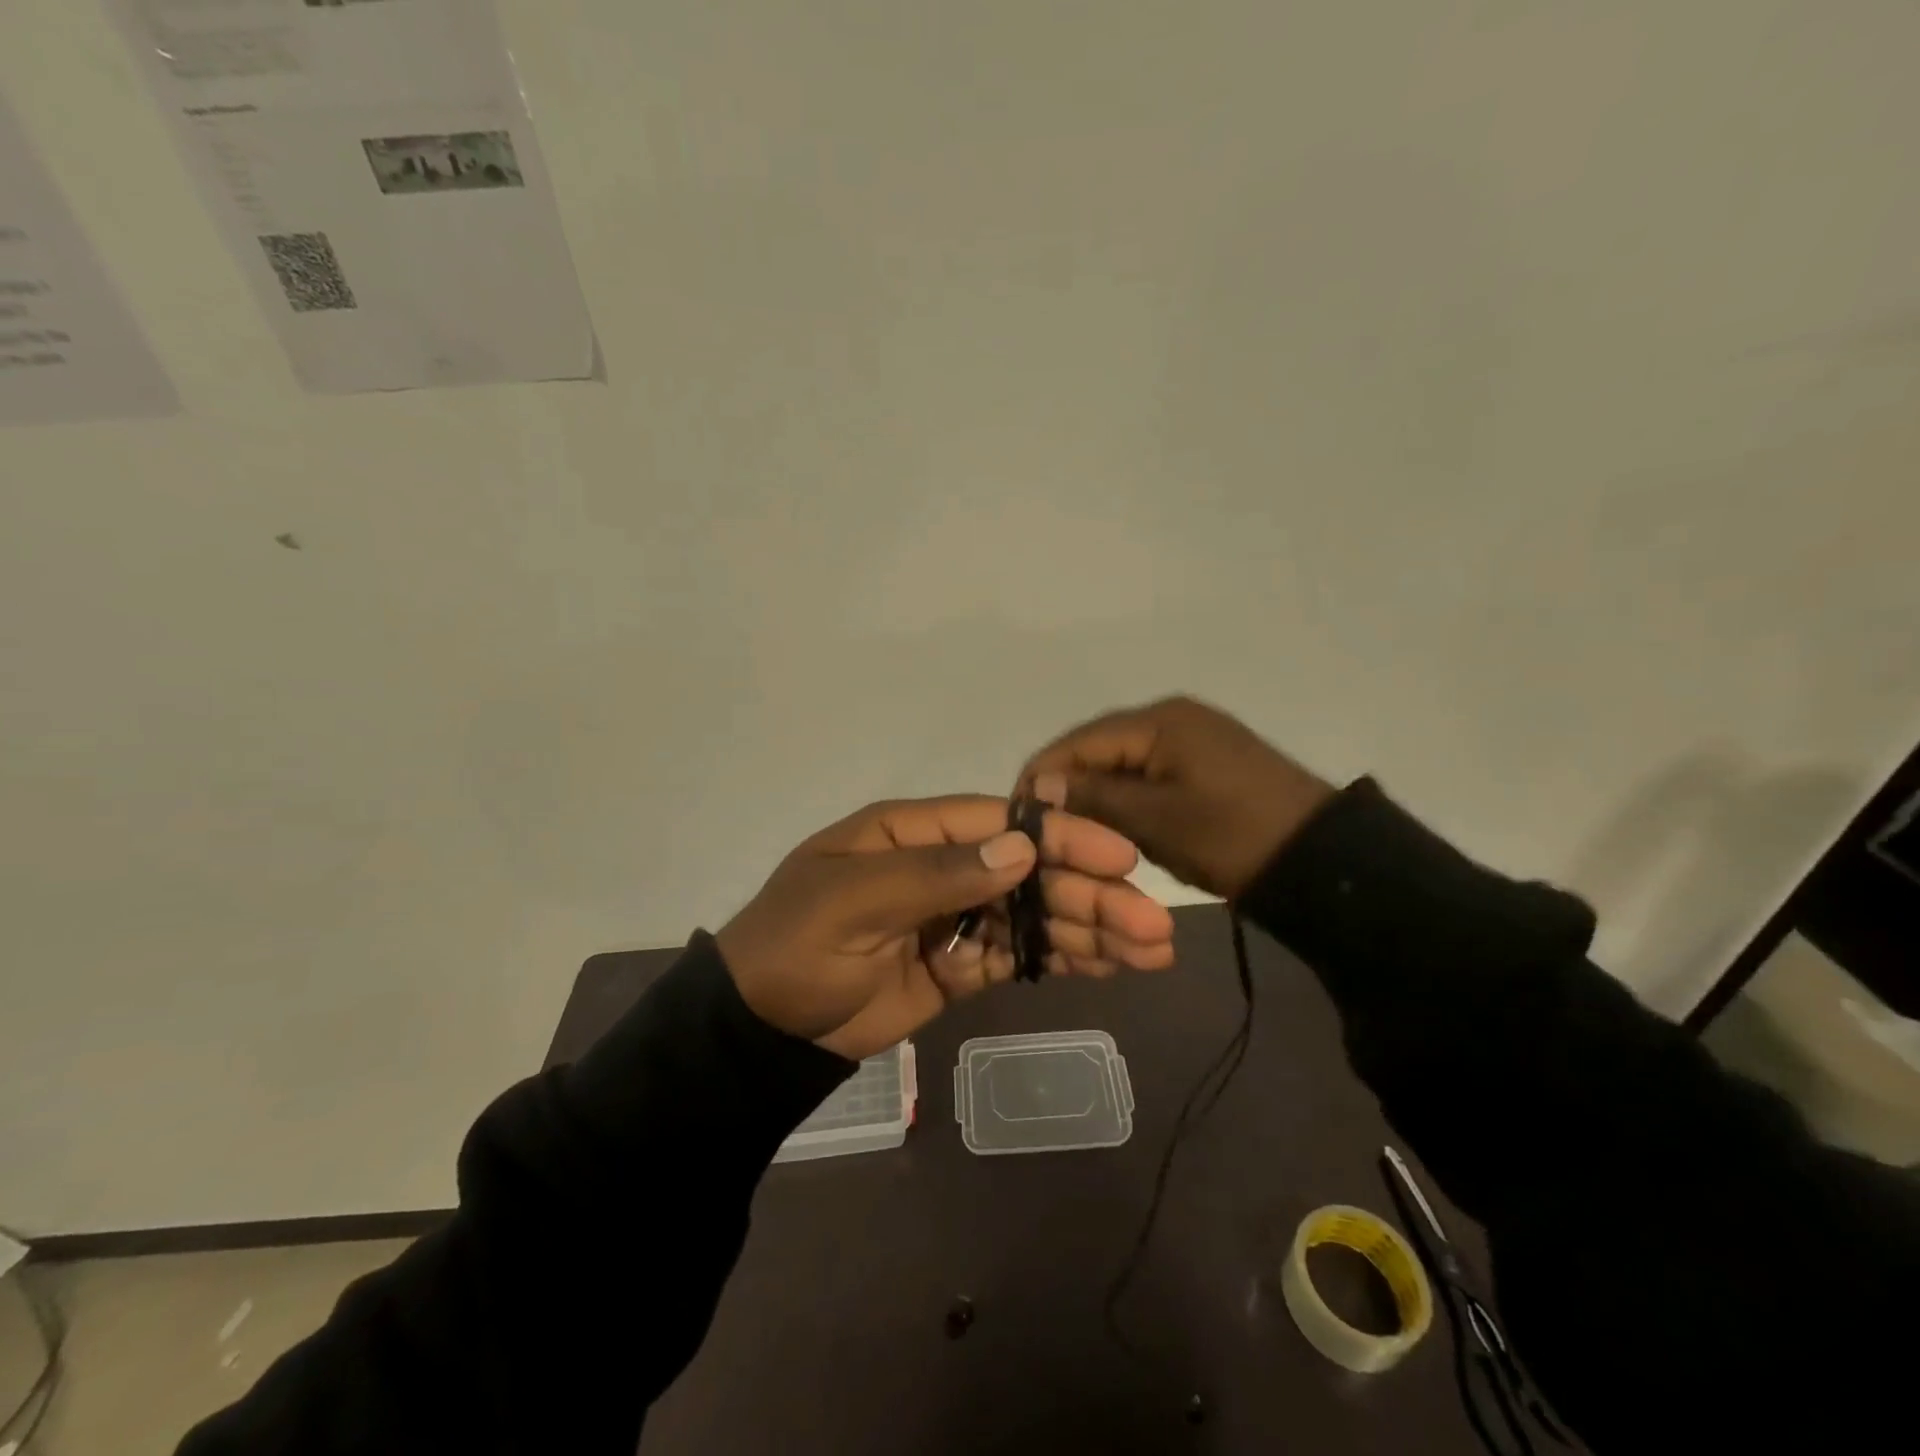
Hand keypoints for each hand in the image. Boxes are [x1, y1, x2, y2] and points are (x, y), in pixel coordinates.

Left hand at [716, 796, 1176, 1060]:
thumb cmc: (796, 947)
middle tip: (1154, 925)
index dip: (1062, 838)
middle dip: (1092, 895)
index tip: (1121, 858)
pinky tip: (1106, 968)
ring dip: (1090, 930)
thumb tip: (1020, 847)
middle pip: (1030, 873)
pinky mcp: (957, 967)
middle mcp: (943, 866)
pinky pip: (1016, 956)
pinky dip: (1058, 960)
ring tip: (1151, 952)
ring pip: (1032, 916)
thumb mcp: (853, 900)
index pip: (1002, 823)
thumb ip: (936, 873)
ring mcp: (953, 919)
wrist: (758, 1030)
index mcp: (914, 832)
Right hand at [1016, 696, 1335, 900]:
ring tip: (1070, 833)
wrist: (1321, 860)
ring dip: (1095, 796)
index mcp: (1158, 721)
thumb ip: (1093, 798)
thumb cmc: (1233, 836)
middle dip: (1066, 787)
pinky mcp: (1202, 762)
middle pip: (1097, 749)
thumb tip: (1036, 786)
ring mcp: (1190, 738)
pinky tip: (1112, 827)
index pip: (1077, 742)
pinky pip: (1147, 774)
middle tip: (1042, 832)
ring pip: (1120, 764)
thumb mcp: (1155, 821)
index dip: (1041, 776)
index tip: (1015, 816)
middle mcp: (1170, 717)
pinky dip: (1125, 799)